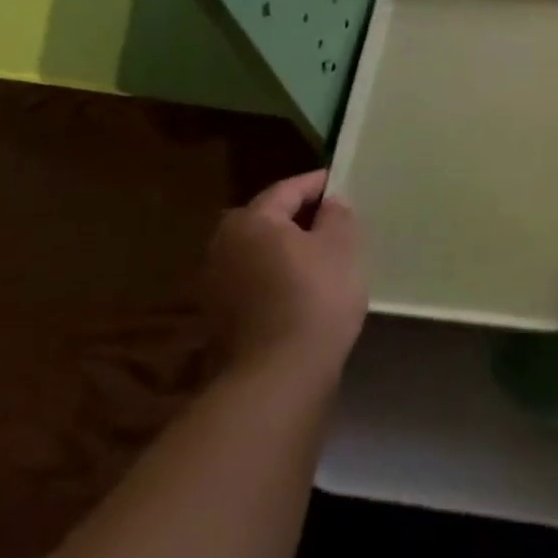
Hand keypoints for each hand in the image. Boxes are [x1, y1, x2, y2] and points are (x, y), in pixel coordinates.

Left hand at [200, 171, 365, 372]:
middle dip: (299, 217)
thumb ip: (337, 214)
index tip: (340, 183)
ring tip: (320, 255)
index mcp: (250, 220)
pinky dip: (276, 277)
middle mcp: (223, 244)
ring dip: (285, 250)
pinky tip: (302, 288)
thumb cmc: (315, 296)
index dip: (318, 184)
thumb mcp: (342, 246)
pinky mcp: (219, 317)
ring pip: (259, 252)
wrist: (279, 374)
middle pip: (267, 220)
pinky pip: (254, 281)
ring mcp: (215, 283)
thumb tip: (330, 203)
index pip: (287, 190)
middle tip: (332, 220)